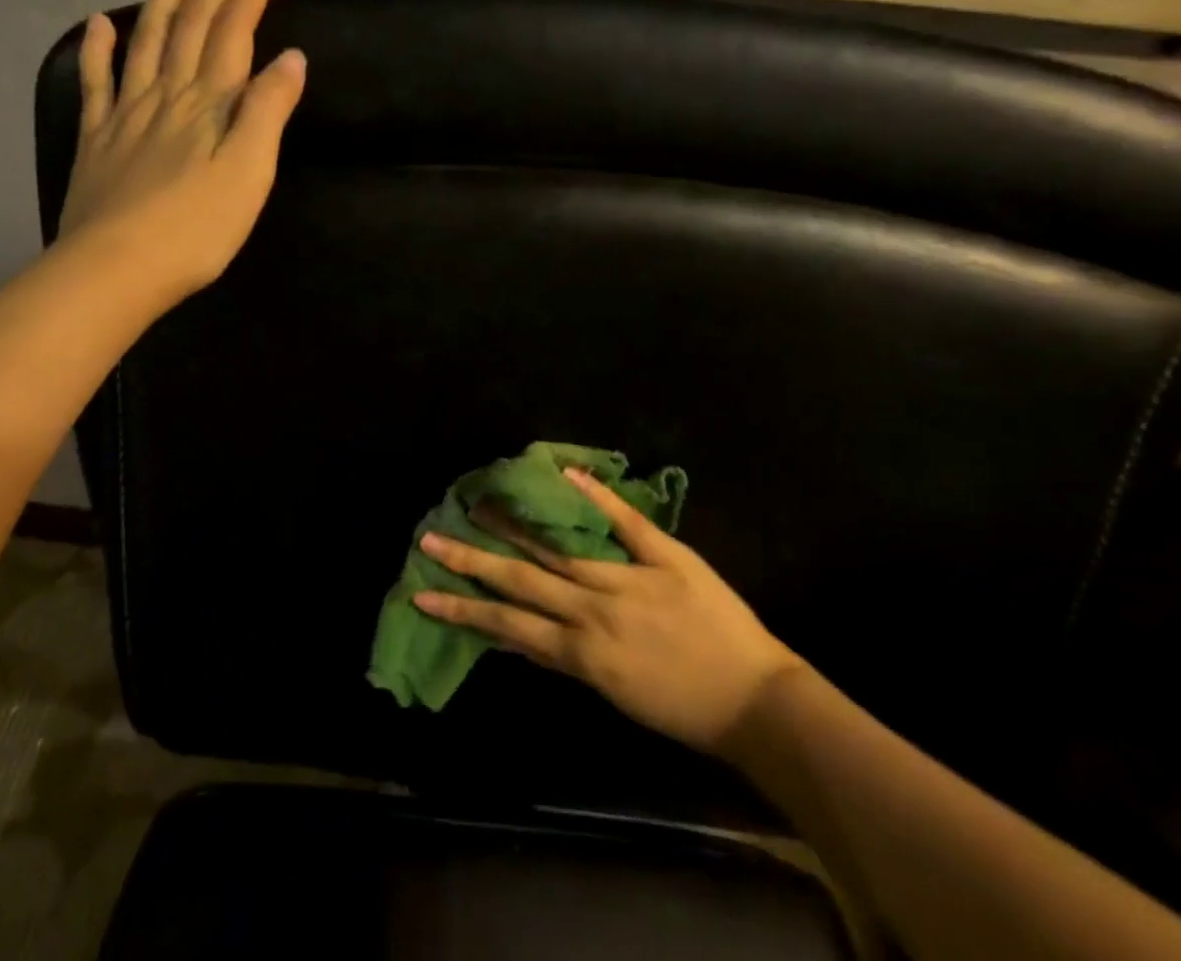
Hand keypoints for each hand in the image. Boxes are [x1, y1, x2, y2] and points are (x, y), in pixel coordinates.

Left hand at [58, 0, 305, 297]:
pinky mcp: (96, 138)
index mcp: (209, 102)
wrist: (115, 268)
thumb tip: (291, 58)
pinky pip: (96, 81)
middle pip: (191, 26)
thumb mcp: (250, 171)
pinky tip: (100, 25)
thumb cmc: (196, 228)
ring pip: (146, 42)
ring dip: (166, 4)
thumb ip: (269, 111)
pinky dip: (99, 48)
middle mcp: (166, 93)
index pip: (234, 30)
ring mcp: (125, 113)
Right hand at [413, 468, 802, 753]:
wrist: (756, 700)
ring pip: (561, 548)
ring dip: (517, 524)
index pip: (510, 625)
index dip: (464, 608)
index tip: (424, 591)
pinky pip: (625, 522)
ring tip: (482, 502)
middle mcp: (596, 612)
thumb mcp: (614, 695)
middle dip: (473, 560)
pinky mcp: (666, 556)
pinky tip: (565, 473)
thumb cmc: (683, 708)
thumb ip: (566, 659)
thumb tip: (516, 636)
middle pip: (523, 580)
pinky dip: (596, 496)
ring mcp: (630, 579)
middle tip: (432, 537)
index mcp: (583, 653)